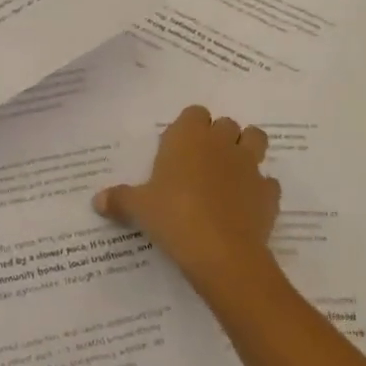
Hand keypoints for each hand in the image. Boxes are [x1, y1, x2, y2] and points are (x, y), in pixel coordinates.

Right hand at [94, 105, 278, 284]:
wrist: (221, 253)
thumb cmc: (173, 217)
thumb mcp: (138, 208)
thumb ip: (120, 199)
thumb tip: (97, 201)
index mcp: (188, 136)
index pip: (194, 113)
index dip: (190, 127)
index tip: (179, 148)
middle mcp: (220, 142)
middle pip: (226, 124)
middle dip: (218, 137)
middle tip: (202, 163)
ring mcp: (249, 165)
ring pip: (256, 140)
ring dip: (246, 150)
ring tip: (231, 173)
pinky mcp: (268, 193)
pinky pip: (267, 182)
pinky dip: (259, 189)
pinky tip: (246, 205)